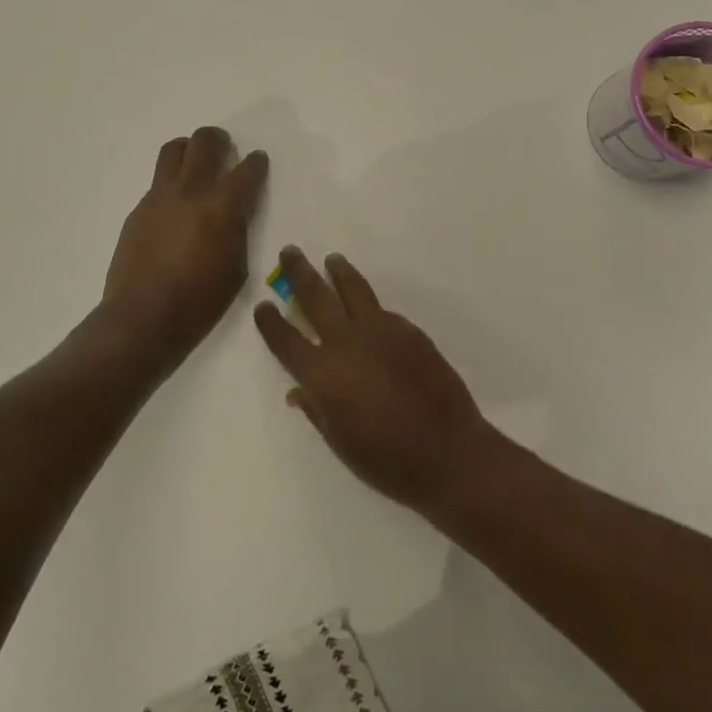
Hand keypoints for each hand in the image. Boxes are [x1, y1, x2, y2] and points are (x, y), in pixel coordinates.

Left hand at [104, 127, 268, 366]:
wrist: (143, 317)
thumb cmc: (200, 301)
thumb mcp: (236, 268)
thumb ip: (238, 231)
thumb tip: (234, 213)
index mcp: (223, 206)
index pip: (246, 169)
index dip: (256, 162)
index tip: (257, 161)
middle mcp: (191, 190)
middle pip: (205, 141)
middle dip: (220, 140)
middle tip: (225, 151)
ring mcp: (160, 196)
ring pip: (174, 149)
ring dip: (189, 150)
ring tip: (196, 165)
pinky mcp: (139, 208)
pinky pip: (158, 181)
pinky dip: (172, 182)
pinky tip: (175, 207)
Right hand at [255, 247, 493, 512]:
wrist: (447, 452)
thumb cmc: (386, 460)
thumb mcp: (339, 442)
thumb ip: (316, 409)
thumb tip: (298, 390)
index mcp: (322, 374)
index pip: (286, 339)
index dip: (270, 322)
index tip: (263, 305)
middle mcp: (346, 342)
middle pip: (315, 296)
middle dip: (299, 272)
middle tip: (290, 252)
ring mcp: (380, 331)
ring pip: (353, 289)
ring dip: (338, 271)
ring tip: (332, 259)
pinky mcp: (408, 330)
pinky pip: (381, 309)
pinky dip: (368, 303)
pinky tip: (367, 306)